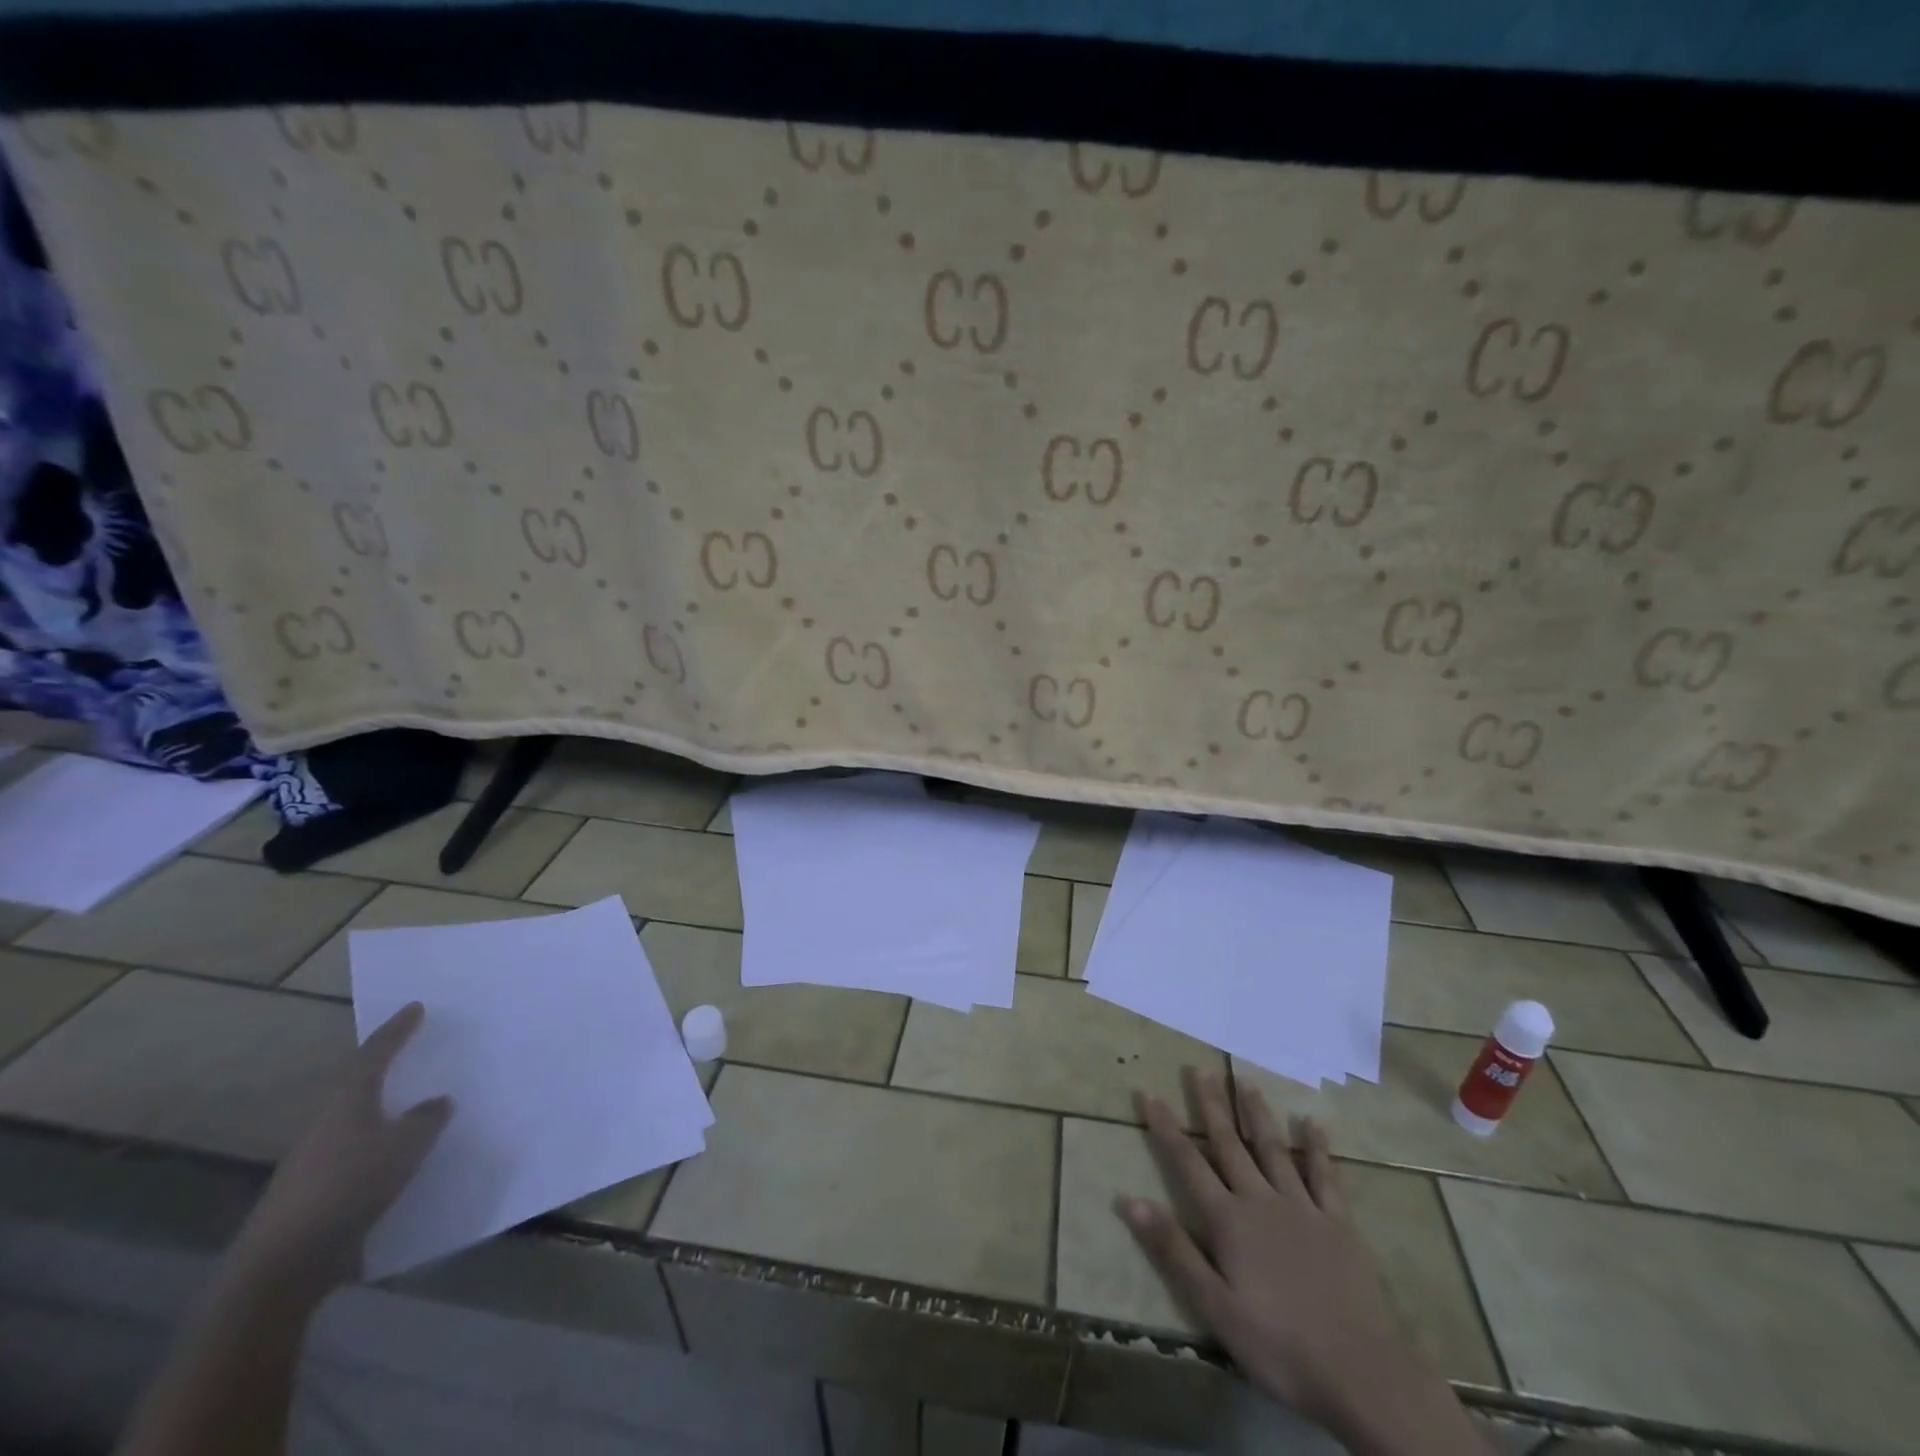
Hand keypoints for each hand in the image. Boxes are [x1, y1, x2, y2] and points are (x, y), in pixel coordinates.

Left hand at [231, 1002, 451, 1299]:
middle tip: (413, 1045)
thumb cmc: (349, 1187)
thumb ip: (426, 1119)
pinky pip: (358, 1147)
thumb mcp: (405, 1146)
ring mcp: (317, 1156)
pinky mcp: (317, 1187)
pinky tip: (400, 1150)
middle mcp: (329, 1120)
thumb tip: (437, 1102)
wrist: (284, 1264)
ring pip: (357, 1115)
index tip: (416, 1007)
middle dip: (385, 1062)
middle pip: (359, 1081)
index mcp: (348, 1100)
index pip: (375, 1053)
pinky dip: (381, 1138)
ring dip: (384, 1102)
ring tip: (414, 1096)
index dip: (397, 1029)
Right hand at [1119, 1073, 1438, 1440]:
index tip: (1149, 1093)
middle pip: (1230, 1144)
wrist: (1361, 1373)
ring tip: (1245, 1080)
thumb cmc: (1279, 1346)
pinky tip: (1313, 1123)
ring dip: (1257, 1113)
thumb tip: (1130, 1200)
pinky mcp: (1339, 1223)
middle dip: (1212, 1106)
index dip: (1166, 1127)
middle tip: (1200, 1069)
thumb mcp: (1215, 1307)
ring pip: (1274, 1148)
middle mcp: (1262, 1200)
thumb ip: (1174, 1250)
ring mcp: (1303, 1208)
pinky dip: (1318, 1148)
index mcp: (1229, 1221)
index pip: (1188, 1163)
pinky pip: (1325, 1176)